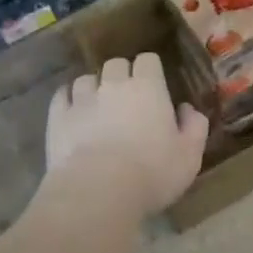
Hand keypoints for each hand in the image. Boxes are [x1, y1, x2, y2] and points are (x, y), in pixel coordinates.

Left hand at [45, 53, 208, 216]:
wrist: (97, 192)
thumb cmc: (152, 173)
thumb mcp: (189, 155)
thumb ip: (194, 127)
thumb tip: (187, 109)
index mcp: (148, 87)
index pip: (148, 60)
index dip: (150, 70)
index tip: (154, 86)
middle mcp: (113, 84)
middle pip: (115, 64)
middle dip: (121, 75)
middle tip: (127, 99)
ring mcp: (82, 99)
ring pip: (86, 79)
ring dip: (93, 88)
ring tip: (97, 106)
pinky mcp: (57, 117)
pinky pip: (61, 96)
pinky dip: (67, 100)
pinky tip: (72, 112)